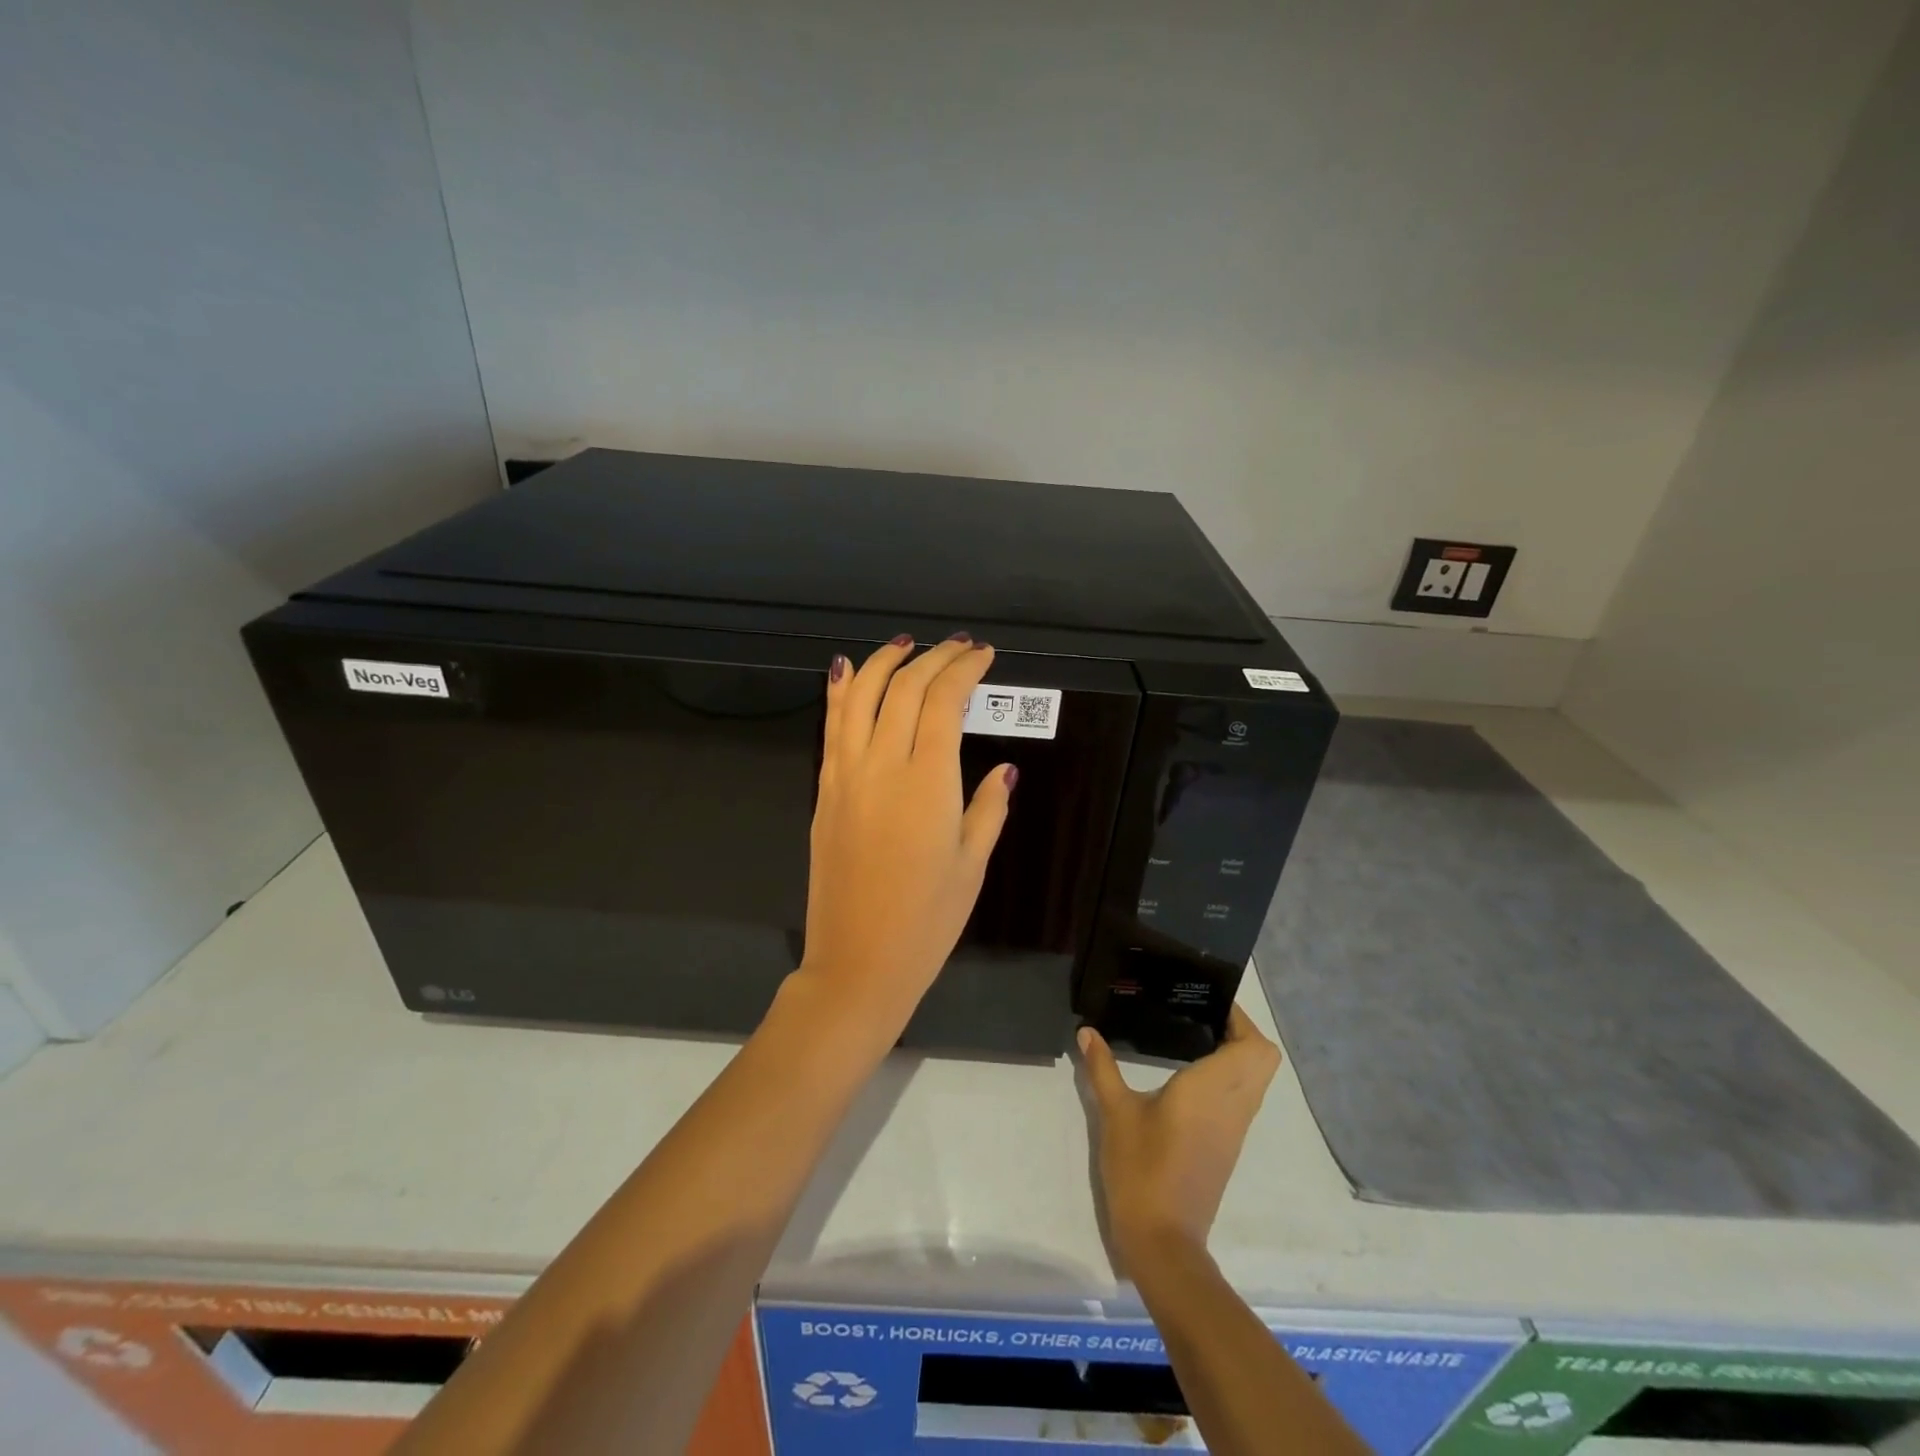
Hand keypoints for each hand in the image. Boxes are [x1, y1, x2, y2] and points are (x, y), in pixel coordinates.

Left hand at [795, 633, 1015, 1037]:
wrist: (857, 962)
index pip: (943, 702)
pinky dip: (841, 692)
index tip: (983, 657)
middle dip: (933, 659)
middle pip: (903, 689)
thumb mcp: (972, 865)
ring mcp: (845, 776)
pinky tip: (848, 671)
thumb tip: (1004, 770)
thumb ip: (988, 808)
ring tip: (905, 645)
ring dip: (883, 662)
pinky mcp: (824, 791)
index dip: (964, 671)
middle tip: (957, 648)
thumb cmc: (927, 920)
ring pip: (860, 698)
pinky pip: (832, 727)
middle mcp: (881, 765)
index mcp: (927, 781)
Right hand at [1078, 1006, 1282, 1266]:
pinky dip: (1230, 1077)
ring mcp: (1235, 1128)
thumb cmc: (1141, 1169)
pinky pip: (1244, 1098)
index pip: (1252, 1046)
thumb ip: (1102, 1068)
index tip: (1207, 1000)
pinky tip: (1191, 1073)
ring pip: (1257, 1079)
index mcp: (1212, 1090)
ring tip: (1194, 1035)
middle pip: (1263, 1058)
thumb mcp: (1116, 1113)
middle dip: (1241, 1031)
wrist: (1163, 1240)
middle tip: (1201, 1015)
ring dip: (1238, 1054)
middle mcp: (1234, 1105)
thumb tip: (1086, 1032)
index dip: (1240, 1018)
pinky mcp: (1228, 1145)